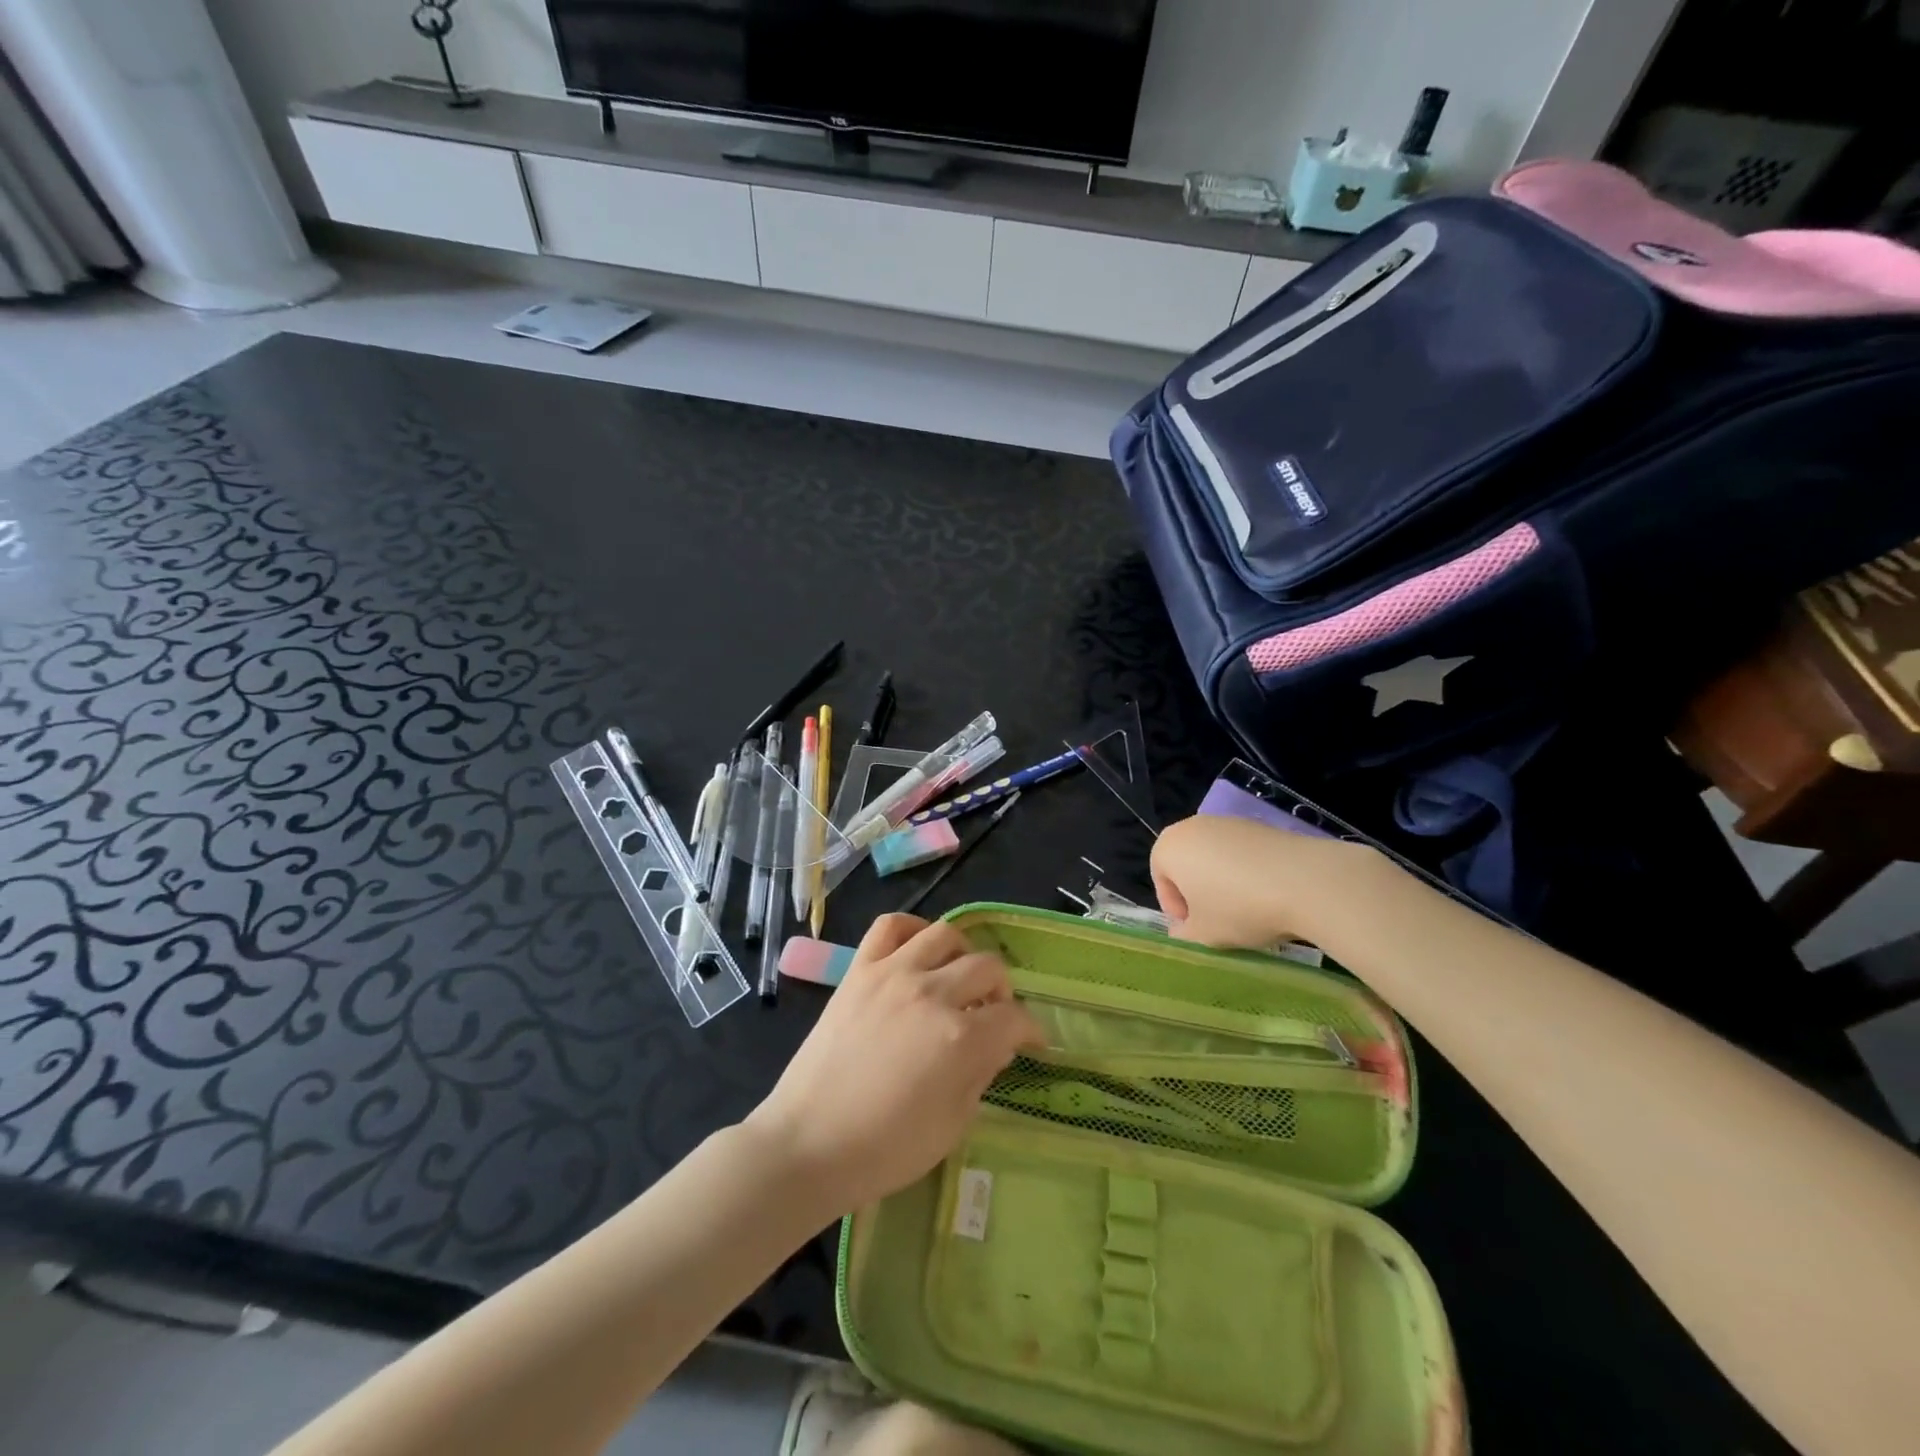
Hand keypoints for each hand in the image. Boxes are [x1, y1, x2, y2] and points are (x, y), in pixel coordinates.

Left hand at [744, 915, 1042, 1214]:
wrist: (808, 1144)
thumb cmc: (883, 1149)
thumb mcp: (952, 1125)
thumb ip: (981, 1075)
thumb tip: (996, 1045)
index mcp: (960, 1038)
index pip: (1014, 1018)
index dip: (1030, 1031)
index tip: (1031, 1042)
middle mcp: (932, 993)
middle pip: (988, 967)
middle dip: (1002, 992)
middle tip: (993, 1015)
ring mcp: (892, 974)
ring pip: (945, 934)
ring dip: (964, 955)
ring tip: (957, 979)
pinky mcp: (859, 970)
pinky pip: (890, 926)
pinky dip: (912, 930)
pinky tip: (918, 951)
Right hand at [1152, 813, 1366, 948]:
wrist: (1306, 882)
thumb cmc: (1240, 908)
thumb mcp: (1203, 936)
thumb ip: (1182, 937)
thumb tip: (1183, 933)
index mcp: (1169, 847)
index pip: (1160, 879)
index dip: (1175, 909)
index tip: (1196, 930)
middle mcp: (1194, 826)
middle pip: (1187, 864)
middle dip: (1198, 893)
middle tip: (1218, 922)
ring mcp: (1229, 822)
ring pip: (1216, 859)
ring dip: (1224, 884)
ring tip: (1248, 911)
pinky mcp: (1261, 825)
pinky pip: (1243, 853)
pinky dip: (1248, 873)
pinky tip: (1269, 895)